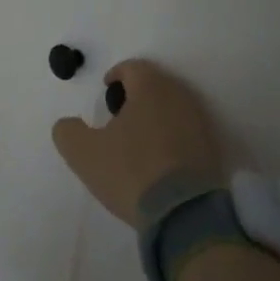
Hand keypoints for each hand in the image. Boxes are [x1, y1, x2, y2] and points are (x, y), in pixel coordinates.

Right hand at [51, 58, 227, 223]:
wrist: (184, 213)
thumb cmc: (130, 171)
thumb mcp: (82, 153)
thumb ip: (67, 131)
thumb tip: (69, 124)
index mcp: (150, 90)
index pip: (134, 67)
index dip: (116, 74)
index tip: (105, 89)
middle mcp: (180, 98)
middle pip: (157, 84)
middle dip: (137, 93)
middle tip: (118, 113)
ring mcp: (200, 124)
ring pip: (174, 107)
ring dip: (155, 114)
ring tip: (136, 137)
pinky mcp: (212, 149)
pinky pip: (186, 130)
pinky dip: (170, 134)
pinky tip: (157, 157)